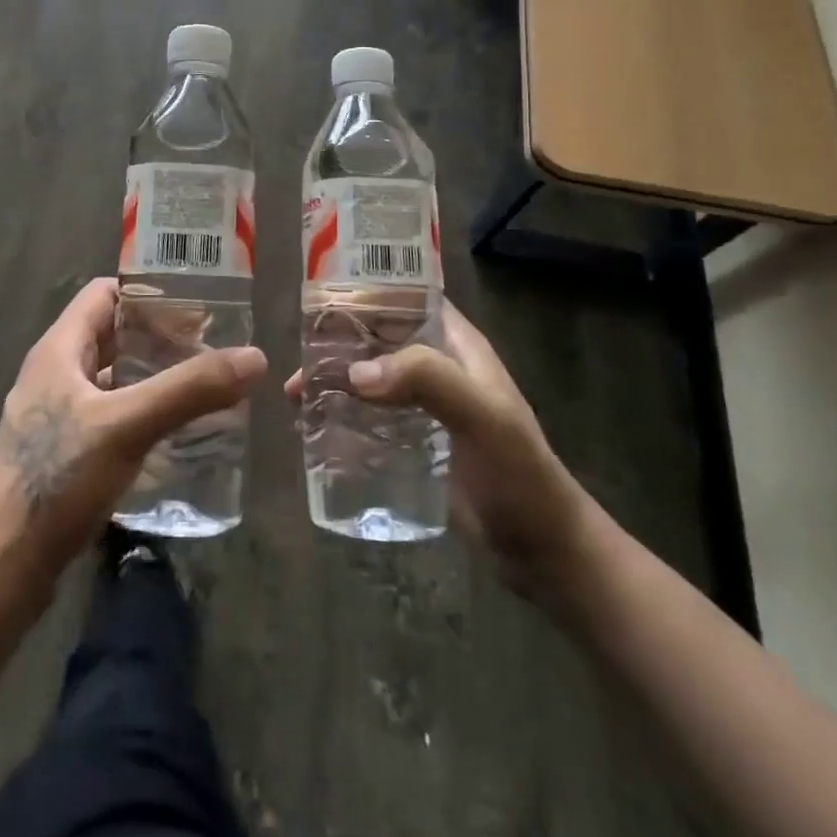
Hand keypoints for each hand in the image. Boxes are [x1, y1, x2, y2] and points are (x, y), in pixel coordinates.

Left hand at [0, 278, 266, 587]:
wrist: (1, 568)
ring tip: (201, 386)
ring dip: (152, 376)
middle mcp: (53, 373)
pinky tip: (172, 434)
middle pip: (112, 335)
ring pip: (112, 378)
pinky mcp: (61, 452)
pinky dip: (141, 412)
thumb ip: (189, 390)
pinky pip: (108, 415)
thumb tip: (254, 357)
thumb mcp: (127, 426)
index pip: (105, 293)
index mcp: (59, 350)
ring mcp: (54, 415)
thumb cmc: (57, 480)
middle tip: (212, 348)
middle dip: (160, 336)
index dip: (148, 291)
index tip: (197, 304)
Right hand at [287, 299, 591, 598]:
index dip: (369, 287)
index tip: (321, 293)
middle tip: (296, 352)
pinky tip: (313, 425)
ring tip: (296, 393)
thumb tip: (355, 371)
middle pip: (378, 335)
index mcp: (456, 343)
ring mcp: (423, 403)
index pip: (407, 296)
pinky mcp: (412, 439)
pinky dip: (341, 411)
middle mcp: (436, 364)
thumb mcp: (481, 416)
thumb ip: (427, 380)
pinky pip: (369, 413)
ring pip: (369, 374)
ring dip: (334, 377)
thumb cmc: (518, 474)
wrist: (541, 549)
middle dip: (337, 339)